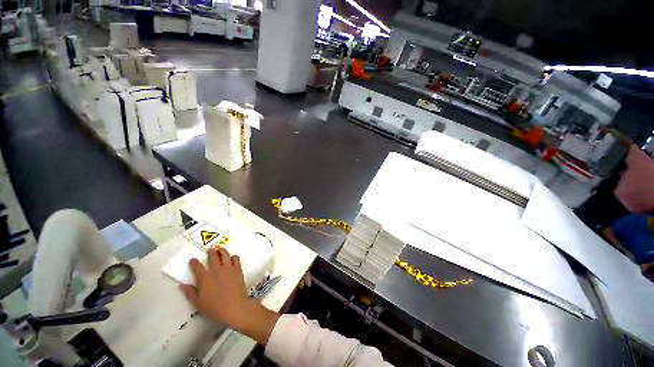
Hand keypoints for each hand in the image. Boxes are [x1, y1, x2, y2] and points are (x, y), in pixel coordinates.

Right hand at [179, 248, 279, 344]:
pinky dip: (233, 257)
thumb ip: (190, 293)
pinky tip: (232, 258)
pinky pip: (236, 259)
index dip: (194, 262)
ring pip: (225, 254)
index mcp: (204, 278)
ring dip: (222, 251)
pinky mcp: (238, 269)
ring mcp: (228, 269)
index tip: (193, 260)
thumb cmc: (214, 308)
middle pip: (213, 256)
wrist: (235, 307)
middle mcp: (216, 270)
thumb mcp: (198, 303)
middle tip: (210, 250)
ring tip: (220, 250)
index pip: (197, 267)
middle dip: (210, 252)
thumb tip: (182, 285)